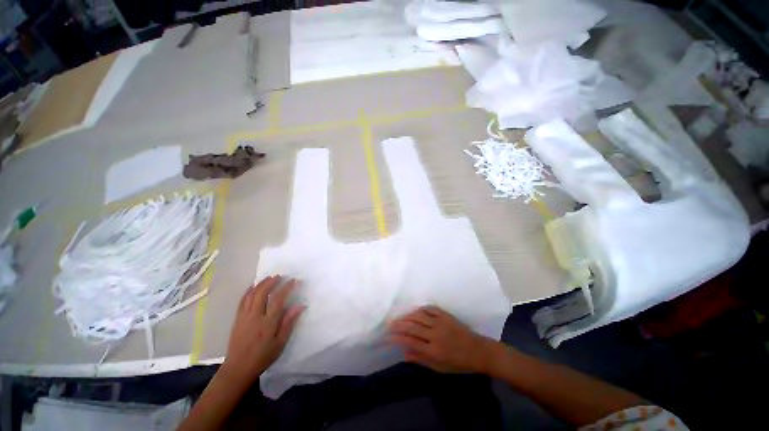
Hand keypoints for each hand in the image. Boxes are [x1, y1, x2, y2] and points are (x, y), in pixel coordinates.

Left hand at [220, 276, 304, 383]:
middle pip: (262, 293)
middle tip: (280, 276)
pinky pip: (242, 300)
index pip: (278, 299)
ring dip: (260, 284)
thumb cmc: (263, 356)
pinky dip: (249, 291)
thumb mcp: (280, 343)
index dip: (286, 288)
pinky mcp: (237, 319)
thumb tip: (300, 305)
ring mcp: (244, 316)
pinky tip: (253, 287)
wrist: (238, 368)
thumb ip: (289, 322)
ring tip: (268, 278)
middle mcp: (255, 316)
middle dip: (271, 282)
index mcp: (268, 323)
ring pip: (251, 295)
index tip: (293, 280)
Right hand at [389, 306, 493, 373]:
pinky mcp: (445, 315)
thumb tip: (404, 353)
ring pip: (419, 316)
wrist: (478, 351)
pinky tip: (415, 311)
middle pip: (412, 326)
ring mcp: (440, 322)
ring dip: (407, 316)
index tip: (389, 336)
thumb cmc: (459, 363)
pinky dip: (420, 309)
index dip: (398, 338)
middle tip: (390, 324)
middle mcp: (435, 334)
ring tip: (399, 318)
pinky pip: (430, 309)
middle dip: (399, 325)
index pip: (411, 341)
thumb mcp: (439, 368)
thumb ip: (421, 359)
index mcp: (433, 350)